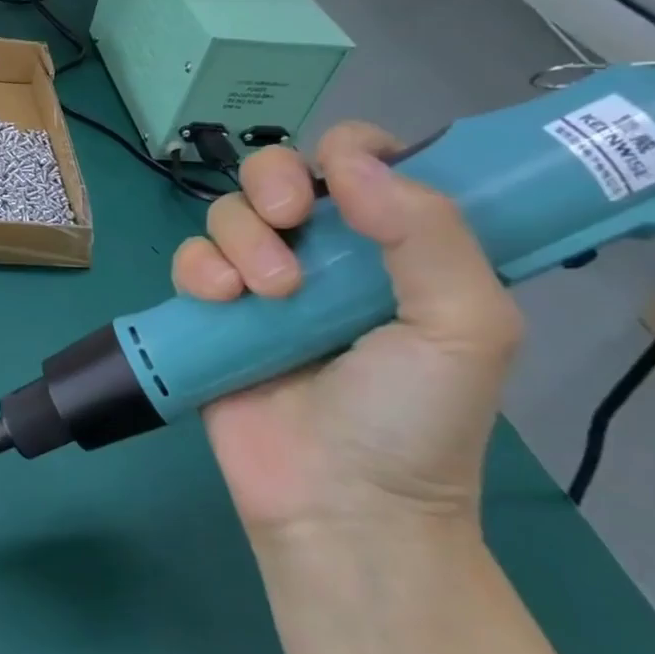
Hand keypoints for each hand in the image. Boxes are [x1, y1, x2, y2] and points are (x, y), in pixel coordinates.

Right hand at [173, 122, 523, 543]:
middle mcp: (323, 254)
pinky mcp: (211, 311)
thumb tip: (354, 162)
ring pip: (227, 211)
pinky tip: (221, 301)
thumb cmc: (413, 419)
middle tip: (291, 220)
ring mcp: (260, 281)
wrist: (338, 504)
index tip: (341, 172)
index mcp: (392, 247)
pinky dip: (199, 268)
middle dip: (274, 181)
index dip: (348, 148)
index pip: (363, 162)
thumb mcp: (465, 327)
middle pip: (277, 171)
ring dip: (242, 238)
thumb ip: (431, 234)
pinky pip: (189, 259)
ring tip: (269, 294)